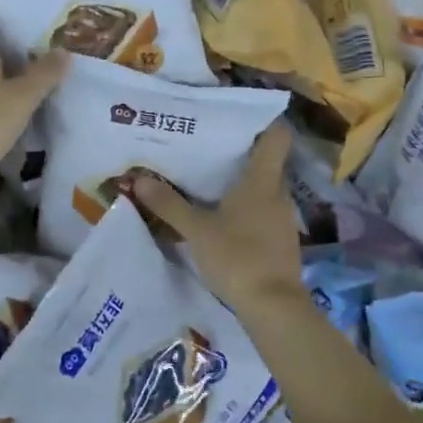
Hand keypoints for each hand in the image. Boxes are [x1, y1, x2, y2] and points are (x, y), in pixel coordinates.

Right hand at [131, 121, 303, 316]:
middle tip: (209, 146)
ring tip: (210, 180)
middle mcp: (278, 194)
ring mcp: (282, 219)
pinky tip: (224, 217)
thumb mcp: (196, 230)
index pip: (277, 136)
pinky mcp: (281, 242)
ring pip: (264, 189)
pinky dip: (246, 209)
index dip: (264, 120)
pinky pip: (263, 213)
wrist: (274, 307)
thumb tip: (140, 179)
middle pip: (267, 162)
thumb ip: (169, 204)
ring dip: (243, 184)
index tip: (240, 115)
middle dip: (242, 153)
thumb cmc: (237, 257)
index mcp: (262, 181)